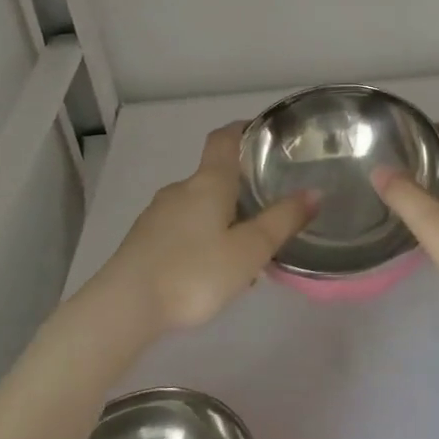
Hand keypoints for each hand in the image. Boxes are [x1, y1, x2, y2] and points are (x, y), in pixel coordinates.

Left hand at [96, 124, 317, 332]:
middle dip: (239, 190)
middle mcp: (180, 189)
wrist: (123, 308)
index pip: (224, 138)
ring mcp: (157, 215)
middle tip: (267, 212)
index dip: (243, 129)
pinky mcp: (143, 241)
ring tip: (243, 252)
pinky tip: (210, 272)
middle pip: (214, 176)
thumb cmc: (194, 273)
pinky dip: (200, 239)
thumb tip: (314, 191)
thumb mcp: (249, 250)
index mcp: (208, 182)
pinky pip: (181, 229)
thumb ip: (283, 220)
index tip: (263, 133)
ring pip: (198, 207)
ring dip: (221, 220)